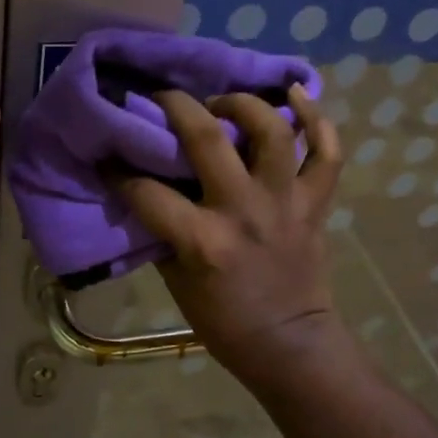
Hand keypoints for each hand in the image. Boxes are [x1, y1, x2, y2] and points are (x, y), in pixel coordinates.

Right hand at [112, 85, 346, 384]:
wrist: (288, 342)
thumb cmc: (223, 320)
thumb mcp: (175, 281)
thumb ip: (161, 232)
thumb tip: (142, 191)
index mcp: (202, 239)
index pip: (147, 191)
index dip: (119, 171)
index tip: (109, 156)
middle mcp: (243, 209)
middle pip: (207, 137)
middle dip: (176, 106)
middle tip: (163, 99)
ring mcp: (285, 202)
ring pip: (272, 131)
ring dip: (244, 104)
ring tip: (225, 103)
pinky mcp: (315, 203)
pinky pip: (327, 153)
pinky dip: (318, 119)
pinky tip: (297, 94)